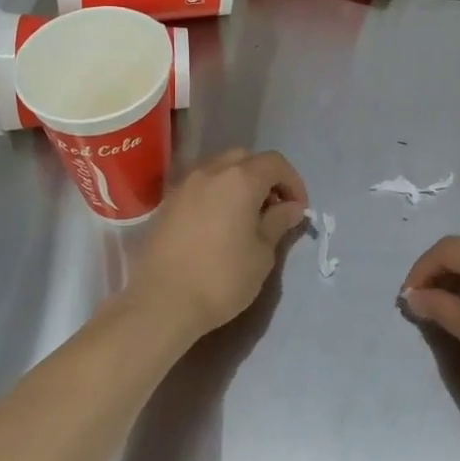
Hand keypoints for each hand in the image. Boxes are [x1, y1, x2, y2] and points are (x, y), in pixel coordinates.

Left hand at [126, 149, 308, 343]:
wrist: (161, 302)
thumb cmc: (221, 278)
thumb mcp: (262, 254)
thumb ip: (278, 222)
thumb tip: (291, 207)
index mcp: (240, 179)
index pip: (275, 163)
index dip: (293, 182)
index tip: (298, 210)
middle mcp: (210, 171)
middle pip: (245, 159)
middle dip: (265, 178)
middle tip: (273, 209)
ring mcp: (184, 185)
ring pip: (219, 169)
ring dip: (238, 183)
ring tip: (245, 217)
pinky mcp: (166, 203)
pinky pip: (199, 186)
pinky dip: (216, 194)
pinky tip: (218, 224)